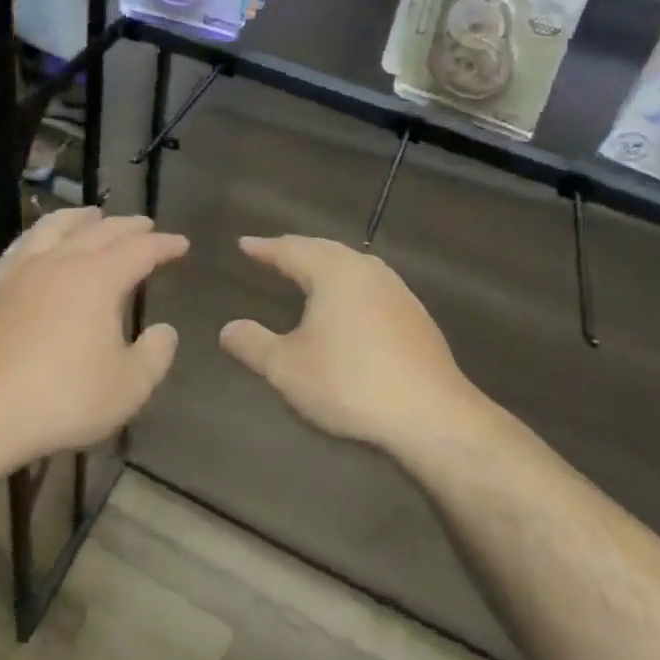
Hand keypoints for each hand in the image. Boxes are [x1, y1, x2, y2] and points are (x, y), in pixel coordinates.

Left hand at [0, 207, 187, 468]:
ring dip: (81, 218)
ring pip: (57, 226)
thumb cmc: (64, 397)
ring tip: (94, 215)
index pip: (140, 250)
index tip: (181, 244)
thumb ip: (155, 354)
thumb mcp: (128, 387)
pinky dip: (41, 233)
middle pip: (101, 232)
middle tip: (146, 226)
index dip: (164, 245)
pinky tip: (42, 239)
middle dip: (128, 227)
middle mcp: (63, 261)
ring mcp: (26, 269)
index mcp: (99, 279)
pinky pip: (24, 243)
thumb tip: (165, 330)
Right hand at [220, 236, 477, 452]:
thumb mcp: (287, 368)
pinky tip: (349, 302)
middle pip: (324, 249)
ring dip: (325, 263)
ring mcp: (397, 291)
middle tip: (273, 251)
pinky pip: (371, 284)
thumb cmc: (350, 384)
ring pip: (352, 264)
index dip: (264, 248)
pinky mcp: (416, 315)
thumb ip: (252, 344)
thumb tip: (227, 329)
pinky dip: (349, 283)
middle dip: (296, 249)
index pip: (291, 250)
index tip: (244, 243)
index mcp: (333, 272)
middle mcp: (366, 270)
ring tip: (307, 270)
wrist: (432, 416)